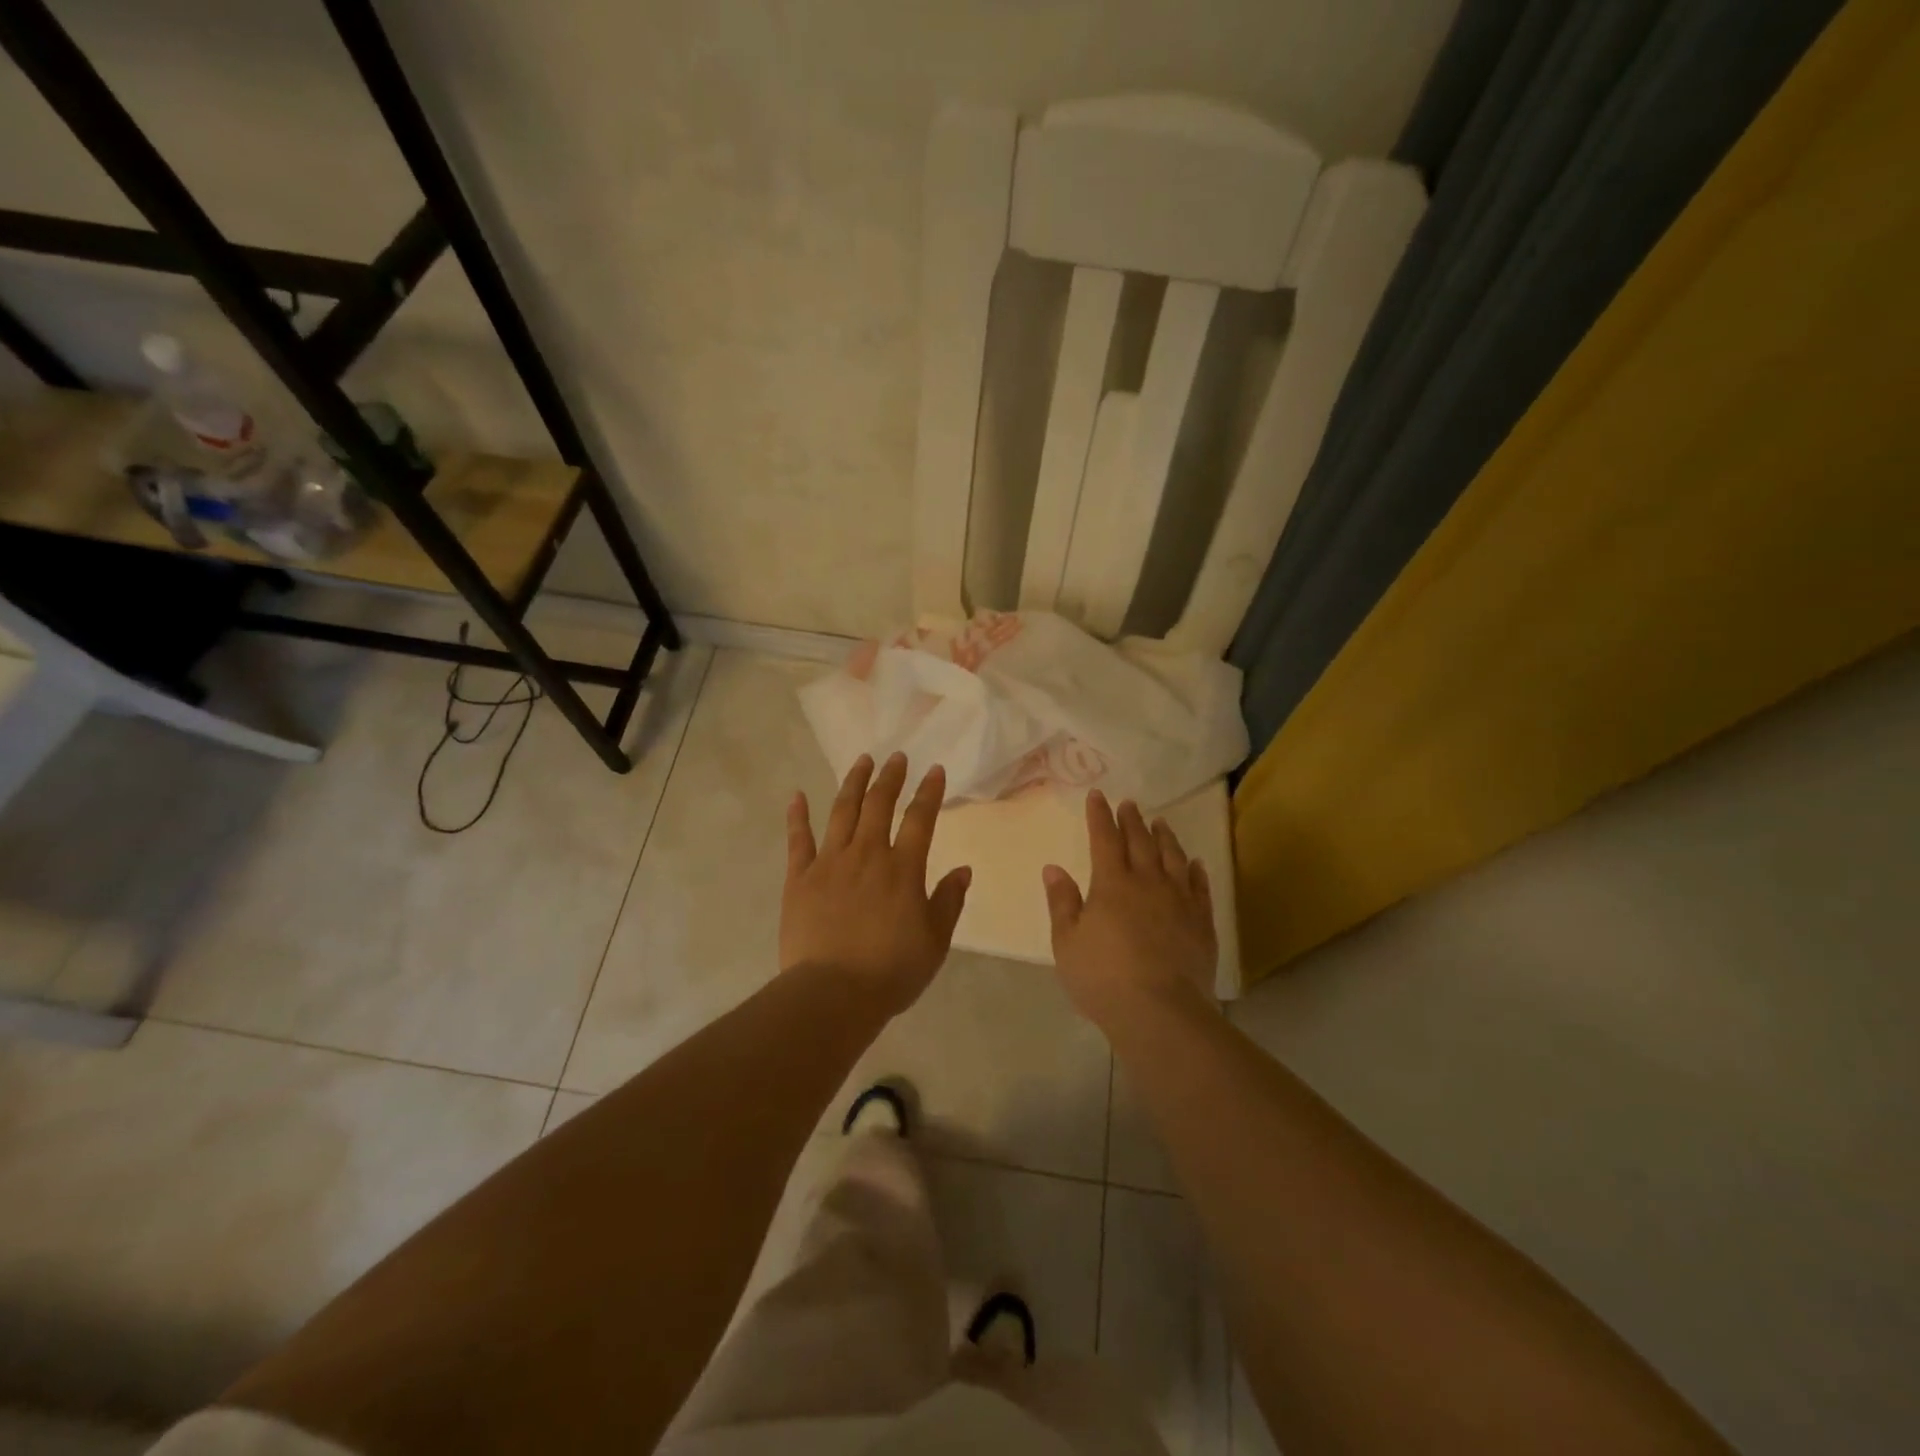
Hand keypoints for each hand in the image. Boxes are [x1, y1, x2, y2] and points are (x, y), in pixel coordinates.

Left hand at [782, 753, 971, 1014]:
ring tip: (861, 761)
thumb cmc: (891, 971)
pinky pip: (798, 840)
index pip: (920, 819)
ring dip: (853, 783)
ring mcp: (829, 863)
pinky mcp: (799, 878)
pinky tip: (797, 795)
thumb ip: (949, 901)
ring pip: (842, 812)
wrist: (833, 993)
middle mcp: (867, 854)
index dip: (928, 792)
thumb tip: (963, 869)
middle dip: (890, 777)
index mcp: (902, 868)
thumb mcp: (935, 941)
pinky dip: (797, 816)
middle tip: (897, 757)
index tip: (934, 770)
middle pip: (879, 805)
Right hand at [1043, 790, 1217, 1030]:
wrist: (1160, 1011)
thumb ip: (1062, 902)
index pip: (1104, 839)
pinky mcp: (1202, 923)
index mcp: (1111, 884)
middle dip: (1132, 820)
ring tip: (1161, 823)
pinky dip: (1196, 871)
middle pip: (1140, 842)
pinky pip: (1200, 887)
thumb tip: (1053, 868)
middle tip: (1130, 804)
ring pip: (1173, 858)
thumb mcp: (1067, 942)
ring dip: (1165, 838)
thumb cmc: (1103, 978)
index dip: (1100, 816)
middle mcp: (1147, 883)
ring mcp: (1179, 901)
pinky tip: (1195, 863)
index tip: (1098, 795)